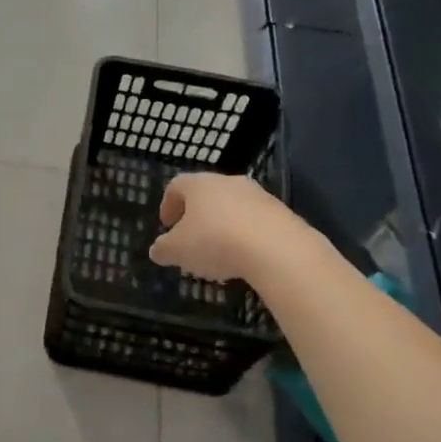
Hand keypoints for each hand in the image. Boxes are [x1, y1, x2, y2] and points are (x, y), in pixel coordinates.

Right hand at [149, 173, 286, 281]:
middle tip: (191, 240)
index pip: (176, 186)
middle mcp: (229, 182)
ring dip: (222, 226)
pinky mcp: (282, 214)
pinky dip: (246, 236)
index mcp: (199, 184)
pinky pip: (255, 222)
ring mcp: (259, 196)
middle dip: (196, 217)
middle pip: (207, 195)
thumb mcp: (177, 251)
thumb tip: (157, 250)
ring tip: (219, 255)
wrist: (277, 249)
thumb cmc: (215, 241)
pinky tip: (245, 259)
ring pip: (233, 208)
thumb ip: (163, 249)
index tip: (166, 225)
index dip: (168, 204)